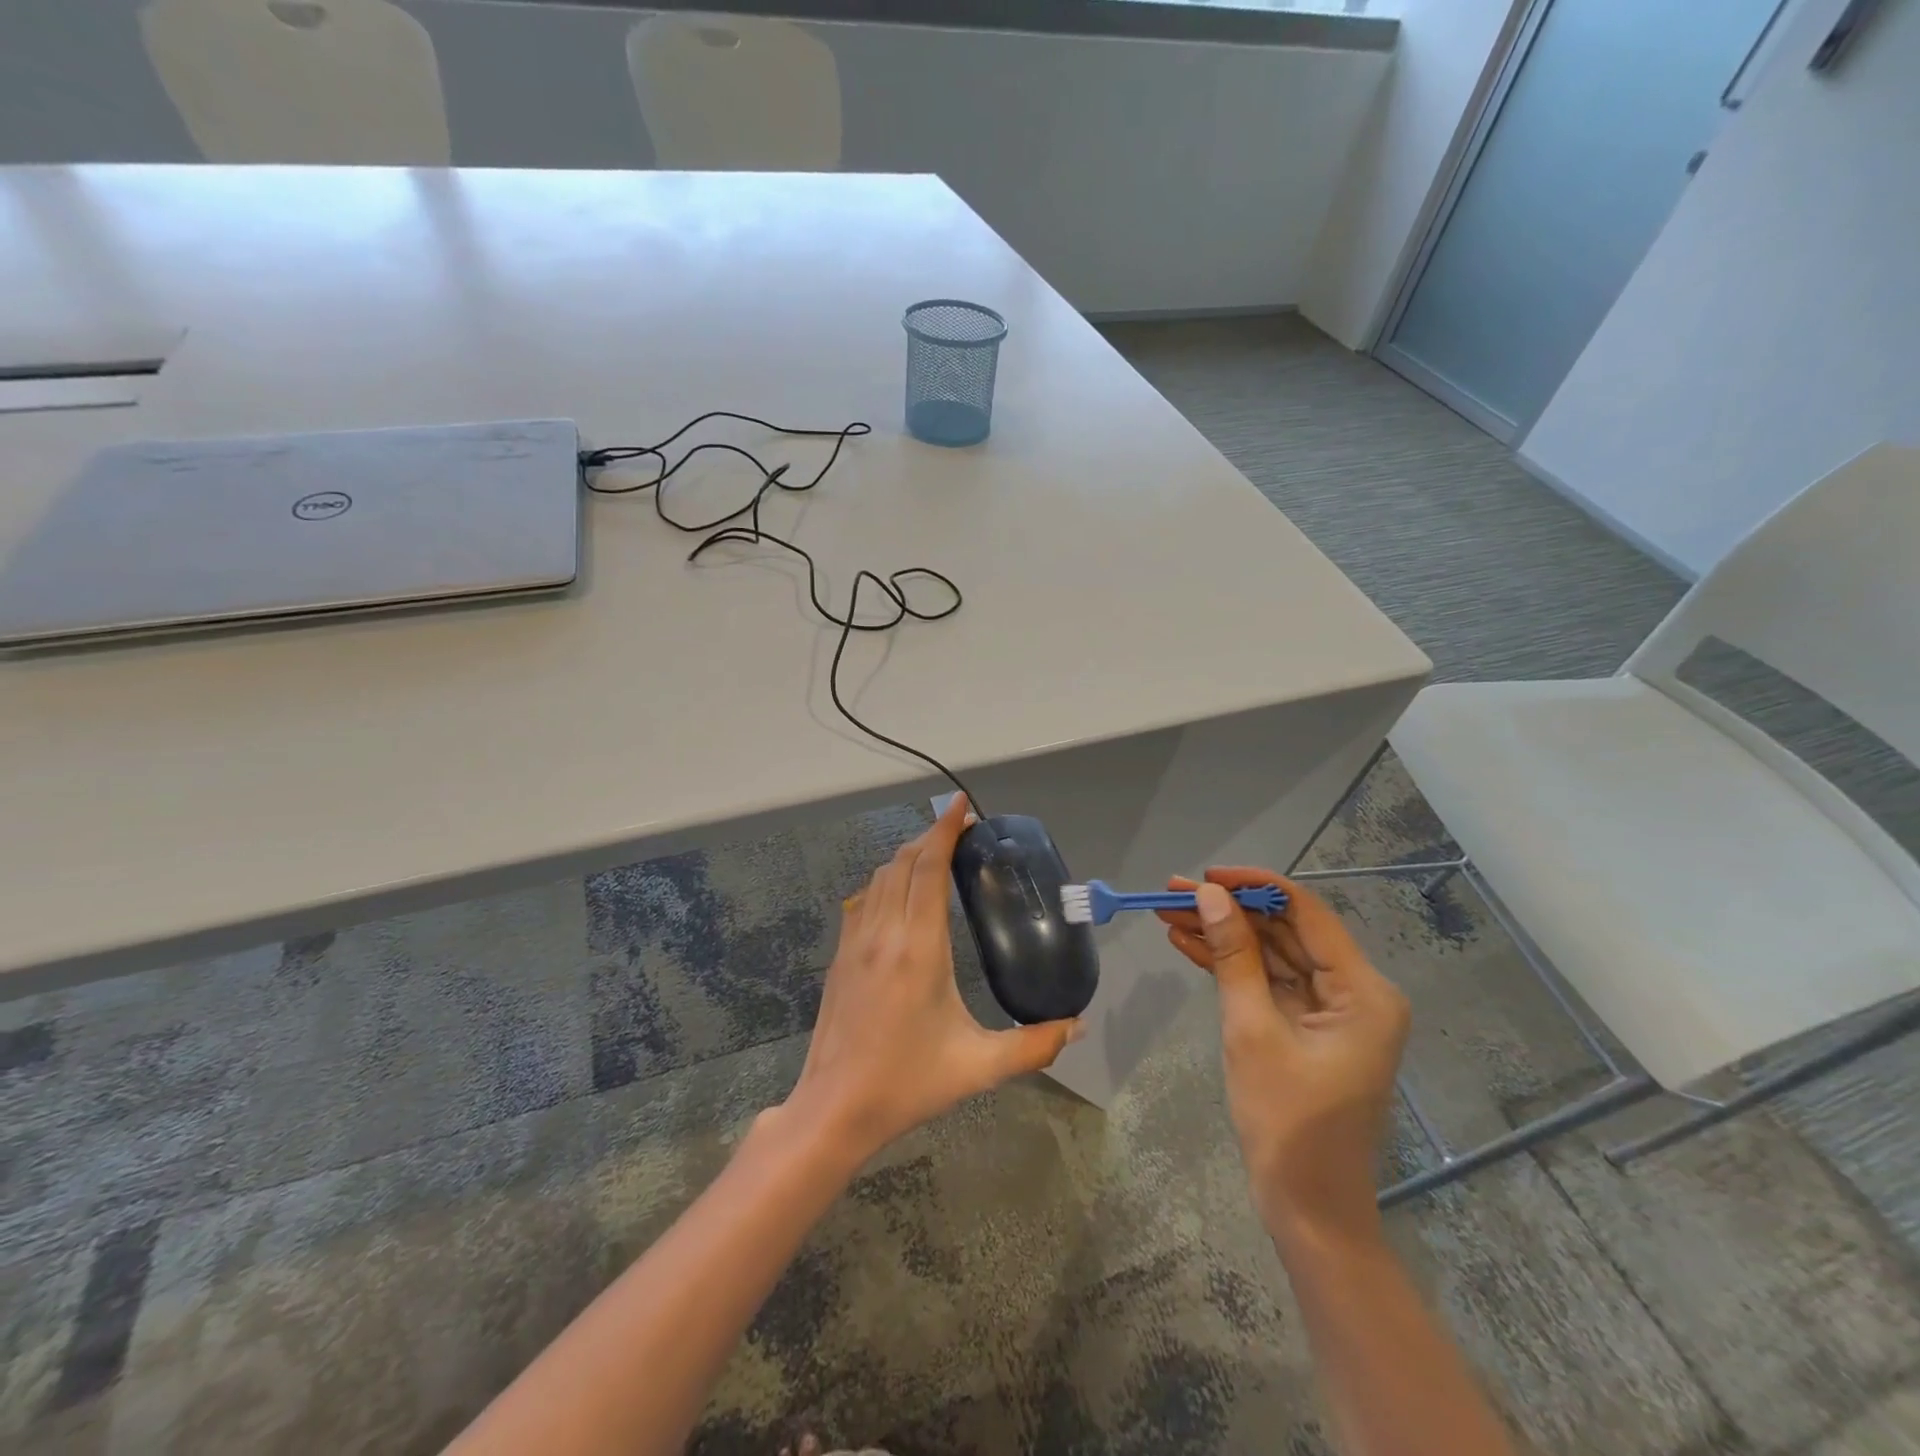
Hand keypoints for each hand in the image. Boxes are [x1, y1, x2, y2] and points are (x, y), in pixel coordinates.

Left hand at [782, 795, 1082, 1162]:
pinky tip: (900, 895)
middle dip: (932, 836)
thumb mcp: (979, 1067)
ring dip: (908, 856)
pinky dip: (886, 881)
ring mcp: (855, 941)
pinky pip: (864, 899)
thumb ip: (1034, 1045)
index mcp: (918, 947)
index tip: (961, 805)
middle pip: (904, 862)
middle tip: (962, 830)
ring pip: (880, 877)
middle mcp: (884, 932)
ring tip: (936, 856)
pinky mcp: (840, 956)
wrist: (834, 1108)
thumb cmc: (908, 1083)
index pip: (929, 867)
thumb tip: (1078, 1026)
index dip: (945, 829)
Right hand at [1158, 869, 1409, 1248]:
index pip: (1306, 913)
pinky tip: (1187, 945)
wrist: (1307, 1208)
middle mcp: (1355, 992)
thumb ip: (1233, 957)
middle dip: (1228, 911)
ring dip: (1223, 935)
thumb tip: (1209, 895)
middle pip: (1285, 931)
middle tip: (1172, 892)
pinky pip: (1267, 982)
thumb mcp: (1252, 1030)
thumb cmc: (1287, 1122)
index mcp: (1363, 992)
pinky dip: (1230, 966)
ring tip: (1168, 912)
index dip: (1254, 886)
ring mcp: (1331, 1011)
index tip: (1205, 875)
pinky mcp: (1307, 1027)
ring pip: (1271, 954)